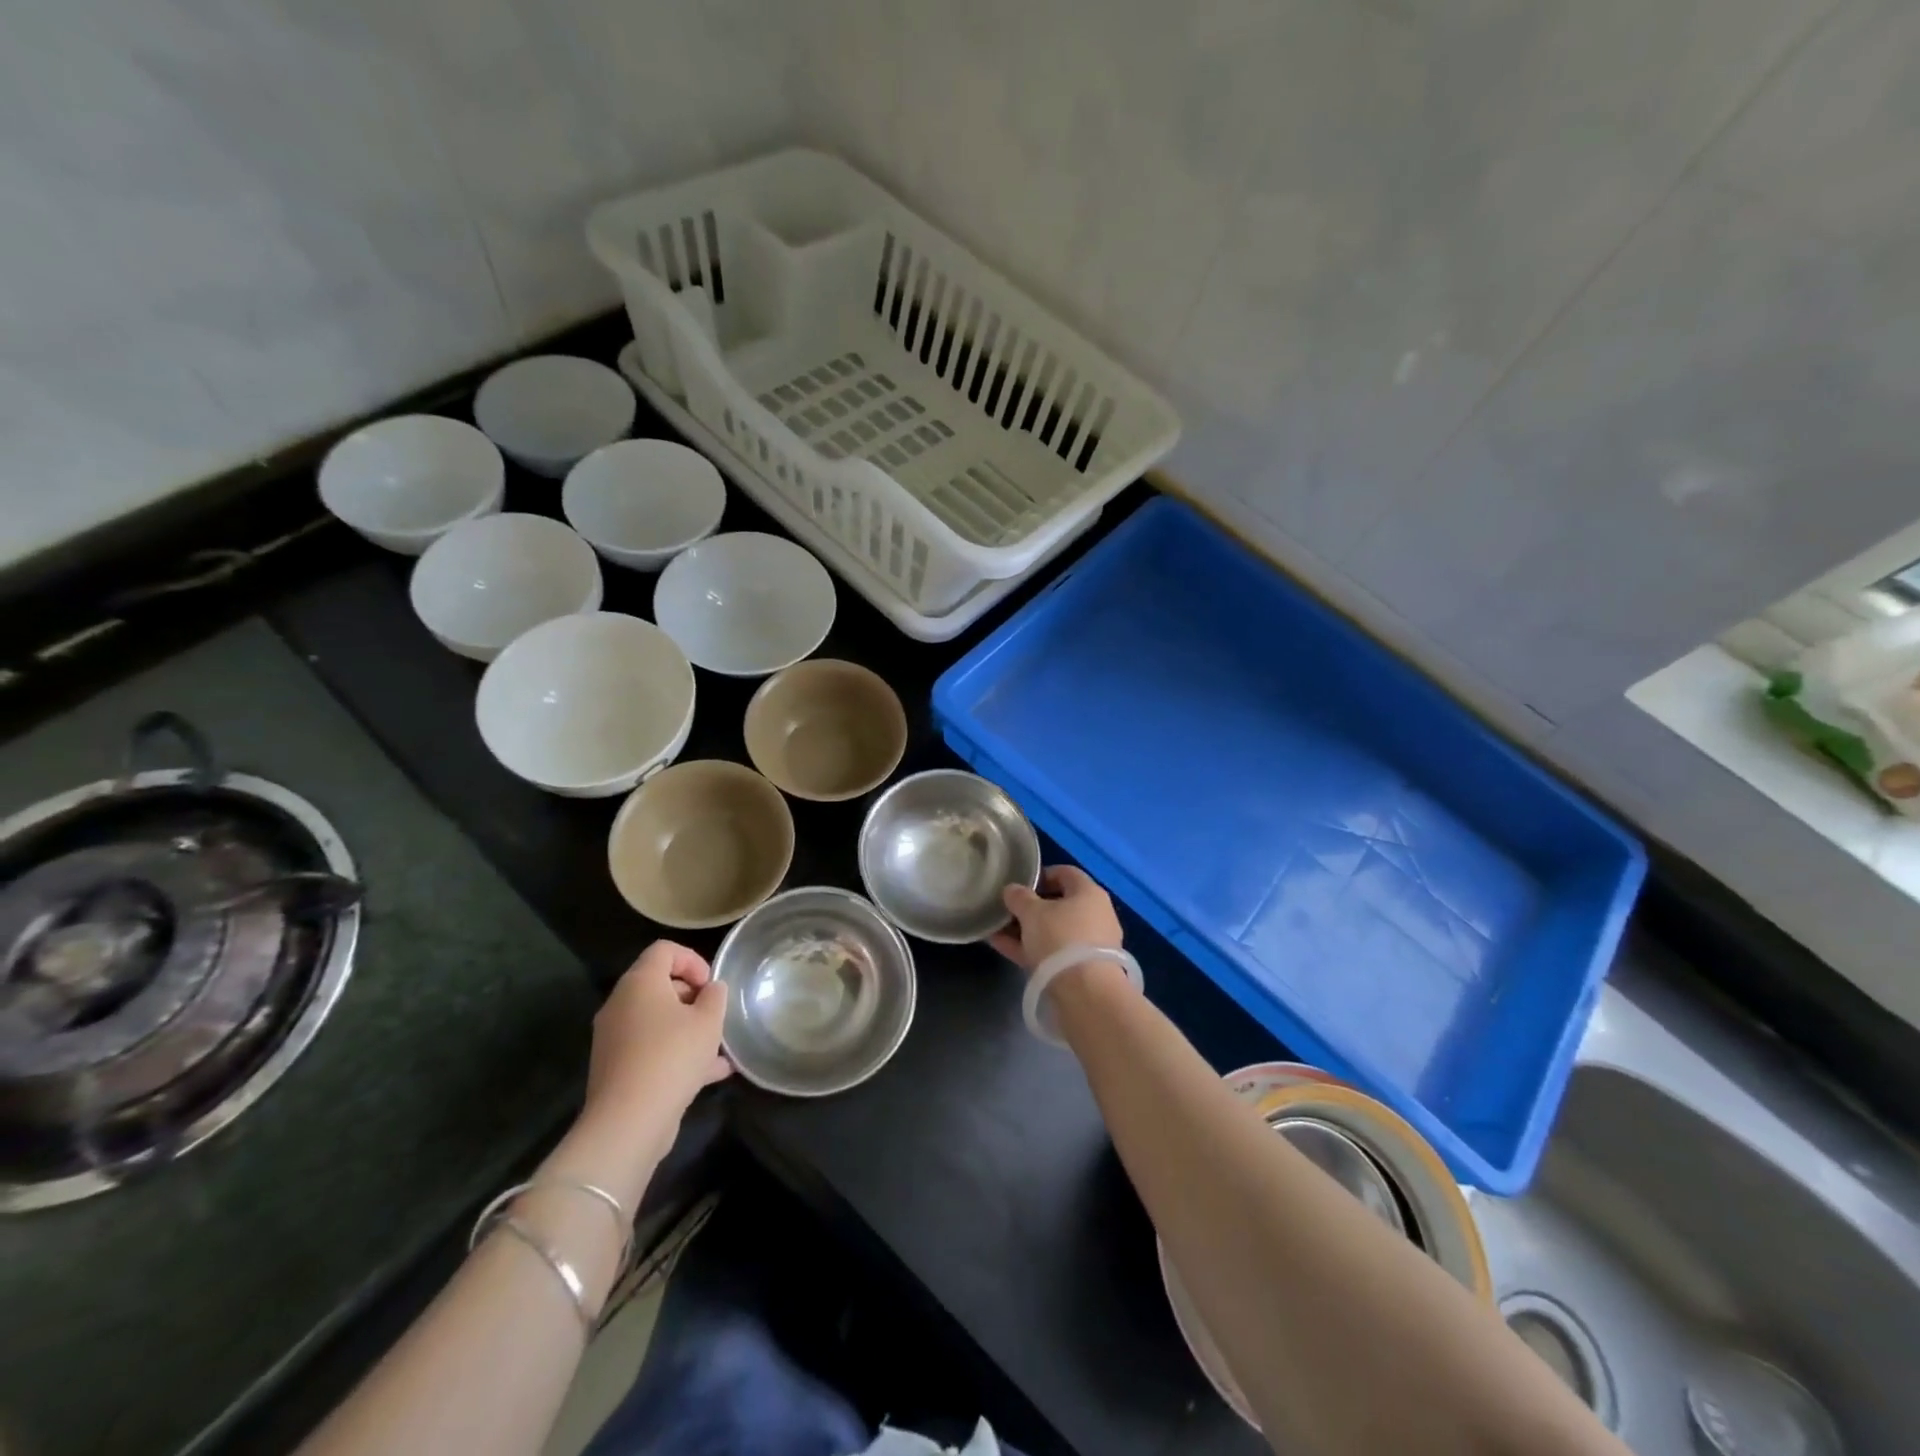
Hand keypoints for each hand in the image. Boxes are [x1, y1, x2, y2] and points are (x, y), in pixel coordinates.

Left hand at [566, 942, 730, 1189]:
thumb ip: (715, 997)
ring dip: (688, 1028)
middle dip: (692, 997)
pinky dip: (676, 1054)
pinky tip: (711, 1074)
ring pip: (657, 1021)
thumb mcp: (709, 1021)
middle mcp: (620, 1005)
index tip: (711, 986)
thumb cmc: (672, 1057)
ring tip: (718, 1047)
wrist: (628, 1122)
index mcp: (640, 983)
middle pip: (659, 985)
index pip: (664, 950)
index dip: (693, 960)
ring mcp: (614, 1038)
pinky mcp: (616, 1069)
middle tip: (714, 1016)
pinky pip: (651, 1049)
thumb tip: (711, 990)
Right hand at [989, 865, 1124, 972]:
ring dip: (1027, 930)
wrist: (1085, 993)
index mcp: (1089, 892)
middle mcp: (1096, 914)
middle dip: (1030, 907)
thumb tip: (1012, 890)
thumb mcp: (1032, 912)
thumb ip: (1019, 897)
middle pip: (1059, 904)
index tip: (1018, 884)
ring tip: (997, 931)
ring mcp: (1091, 944)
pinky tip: (1003, 948)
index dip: (1041, 875)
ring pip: (1054, 930)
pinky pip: (1053, 952)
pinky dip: (1031, 948)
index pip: (1065, 873)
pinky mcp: (1084, 969)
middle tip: (1006, 910)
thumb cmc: (1060, 938)